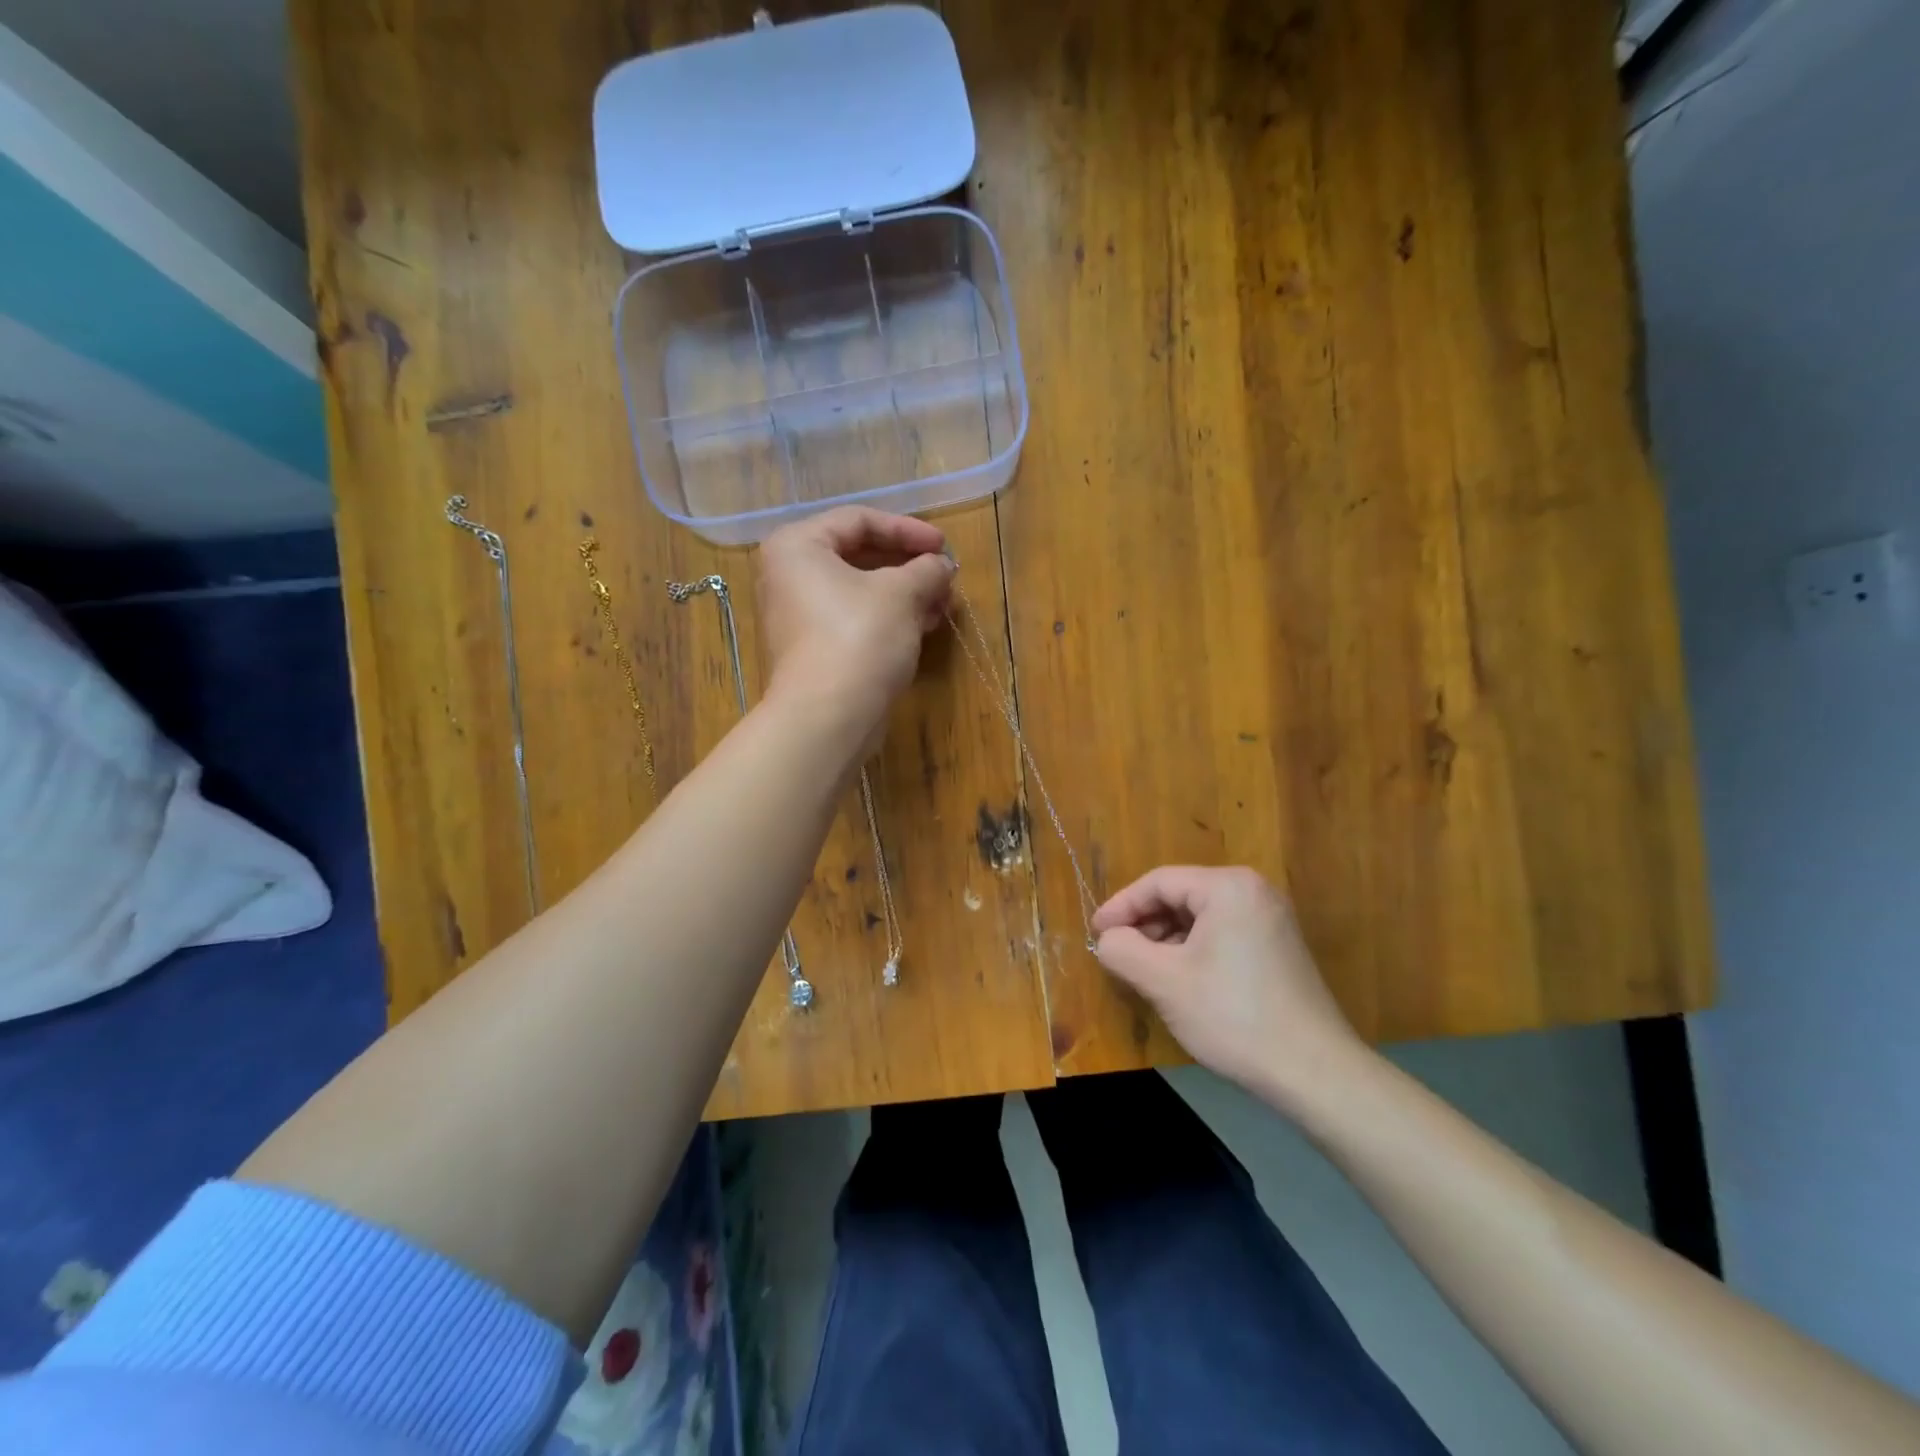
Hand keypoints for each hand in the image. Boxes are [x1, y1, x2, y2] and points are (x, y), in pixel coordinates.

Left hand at [757, 507, 954, 740]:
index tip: (943, 546)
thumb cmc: (859, 637)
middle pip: (858, 556)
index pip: (859, 520)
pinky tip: (924, 627)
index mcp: (797, 547)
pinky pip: (854, 619)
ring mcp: (799, 616)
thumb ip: (926, 569)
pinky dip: (888, 618)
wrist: (828, 717)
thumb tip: (942, 565)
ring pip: (860, 591)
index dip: (907, 529)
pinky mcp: (813, 649)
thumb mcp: (901, 594)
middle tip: (945, 576)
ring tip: (943, 604)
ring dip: (905, 594)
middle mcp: (789, 576)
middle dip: (908, 566)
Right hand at [1091, 866, 1365, 1108]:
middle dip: (1145, 924)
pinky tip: (1180, 980)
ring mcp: (1271, 919)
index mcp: (1228, 887)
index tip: (1096, 934)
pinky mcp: (1279, 947)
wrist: (1315, 1073)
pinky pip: (1222, 934)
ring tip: (1144, 970)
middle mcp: (1253, 891)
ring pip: (1201, 917)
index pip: (1158, 882)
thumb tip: (1108, 939)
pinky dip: (1193, 950)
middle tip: (1118, 954)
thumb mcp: (1164, 981)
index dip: (1121, 906)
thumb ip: (1123, 950)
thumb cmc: (1233, 1016)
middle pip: (1181, 896)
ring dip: (1166, 939)